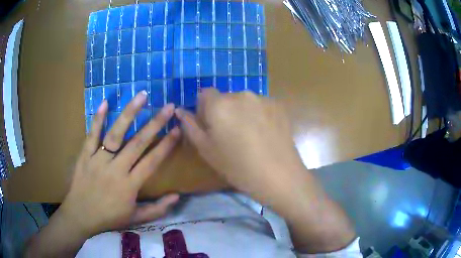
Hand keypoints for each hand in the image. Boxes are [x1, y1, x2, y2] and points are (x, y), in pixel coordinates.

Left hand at [60, 91, 179, 237]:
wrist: (80, 216)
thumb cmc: (109, 218)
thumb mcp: (136, 219)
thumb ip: (158, 209)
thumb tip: (178, 196)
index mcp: (129, 186)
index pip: (152, 162)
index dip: (166, 145)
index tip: (178, 129)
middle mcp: (115, 169)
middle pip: (137, 143)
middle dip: (155, 123)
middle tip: (169, 107)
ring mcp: (98, 160)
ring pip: (115, 134)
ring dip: (129, 114)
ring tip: (142, 96)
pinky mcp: (85, 155)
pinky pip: (91, 135)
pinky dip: (97, 119)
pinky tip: (105, 102)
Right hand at [175, 88, 305, 202]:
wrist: (279, 175)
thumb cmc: (238, 166)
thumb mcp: (207, 150)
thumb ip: (191, 126)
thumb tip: (180, 111)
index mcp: (220, 104)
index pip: (205, 93)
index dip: (204, 109)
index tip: (210, 126)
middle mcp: (241, 94)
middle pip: (225, 97)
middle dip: (223, 111)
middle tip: (231, 135)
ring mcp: (262, 98)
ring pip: (244, 101)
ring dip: (242, 112)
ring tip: (250, 136)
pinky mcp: (278, 105)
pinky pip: (260, 105)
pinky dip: (258, 115)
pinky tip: (265, 134)